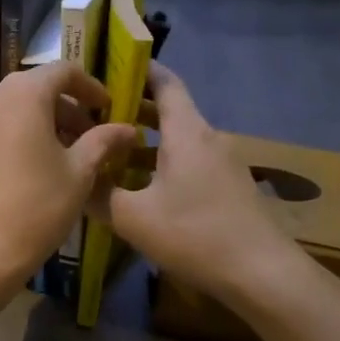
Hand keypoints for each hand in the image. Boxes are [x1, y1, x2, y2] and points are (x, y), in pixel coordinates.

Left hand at [0, 63, 135, 294]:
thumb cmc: (36, 206)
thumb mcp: (79, 173)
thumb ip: (103, 141)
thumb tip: (127, 128)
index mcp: (22, 92)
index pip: (63, 71)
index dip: (91, 87)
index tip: (109, 110)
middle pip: (37, 89)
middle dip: (69, 110)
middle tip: (93, 138)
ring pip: (16, 109)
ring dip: (45, 124)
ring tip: (69, 156)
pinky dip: (21, 136)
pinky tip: (37, 167)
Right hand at [91, 65, 303, 311]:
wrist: (263, 275)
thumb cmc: (196, 234)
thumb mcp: (134, 218)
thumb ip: (98, 195)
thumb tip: (76, 181)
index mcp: (187, 132)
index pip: (164, 82)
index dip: (138, 69)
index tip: (107, 66)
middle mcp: (207, 138)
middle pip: (167, 110)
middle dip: (130, 109)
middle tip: (92, 114)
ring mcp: (222, 163)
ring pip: (176, 140)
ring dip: (143, 141)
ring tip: (106, 151)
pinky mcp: (228, 187)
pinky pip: (188, 162)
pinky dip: (160, 163)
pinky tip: (138, 188)